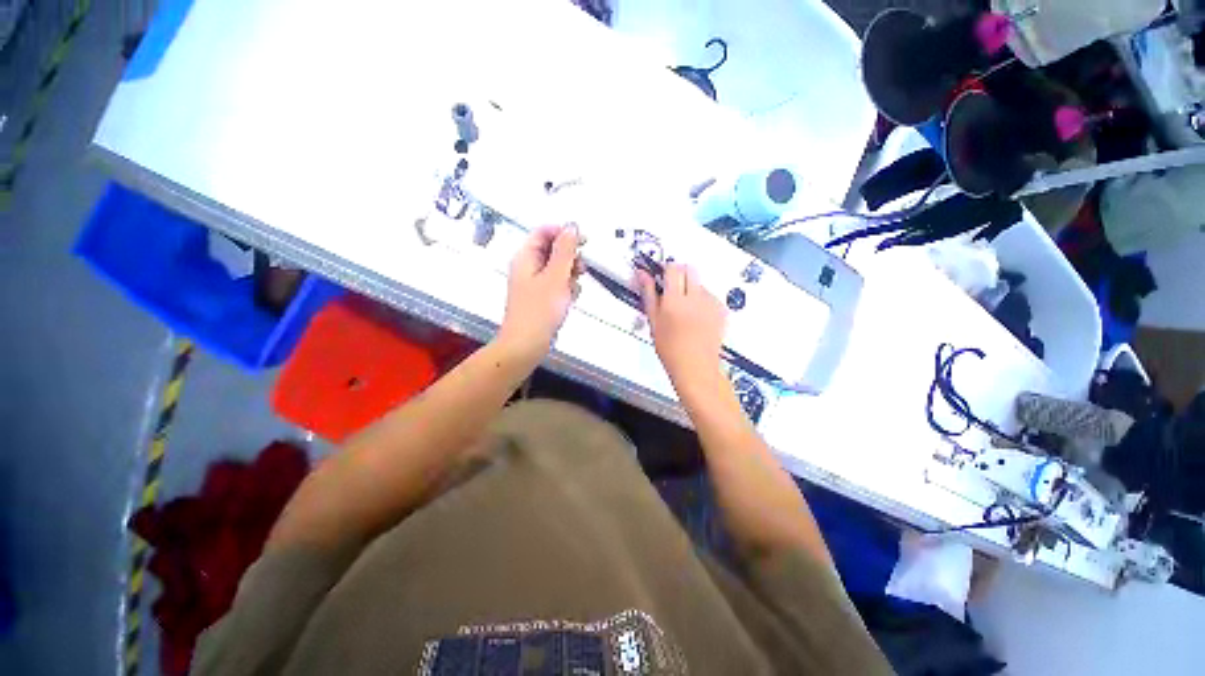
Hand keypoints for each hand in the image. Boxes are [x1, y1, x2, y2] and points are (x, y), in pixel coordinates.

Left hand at [498, 224, 582, 362]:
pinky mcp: (541, 298)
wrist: (527, 345)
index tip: (584, 241)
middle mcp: (528, 267)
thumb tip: (572, 226)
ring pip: (558, 269)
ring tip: (573, 288)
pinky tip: (570, 299)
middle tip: (580, 269)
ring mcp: (534, 284)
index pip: (544, 232)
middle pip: (553, 250)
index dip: (564, 233)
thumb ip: (565, 250)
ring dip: (570, 275)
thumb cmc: (539, 311)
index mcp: (526, 257)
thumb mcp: (556, 276)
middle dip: (570, 257)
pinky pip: (558, 285)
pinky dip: (567, 289)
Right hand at [637, 263, 726, 394]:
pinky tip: (697, 318)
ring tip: (686, 310)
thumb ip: (649, 294)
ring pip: (700, 283)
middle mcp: (695, 297)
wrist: (696, 366)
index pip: (673, 268)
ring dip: (692, 289)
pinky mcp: (721, 310)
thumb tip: (642, 273)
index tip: (663, 278)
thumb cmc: (670, 348)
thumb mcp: (654, 321)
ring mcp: (711, 303)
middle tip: (674, 291)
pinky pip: (711, 296)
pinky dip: (703, 301)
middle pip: (690, 269)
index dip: (667, 270)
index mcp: (674, 300)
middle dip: (681, 274)